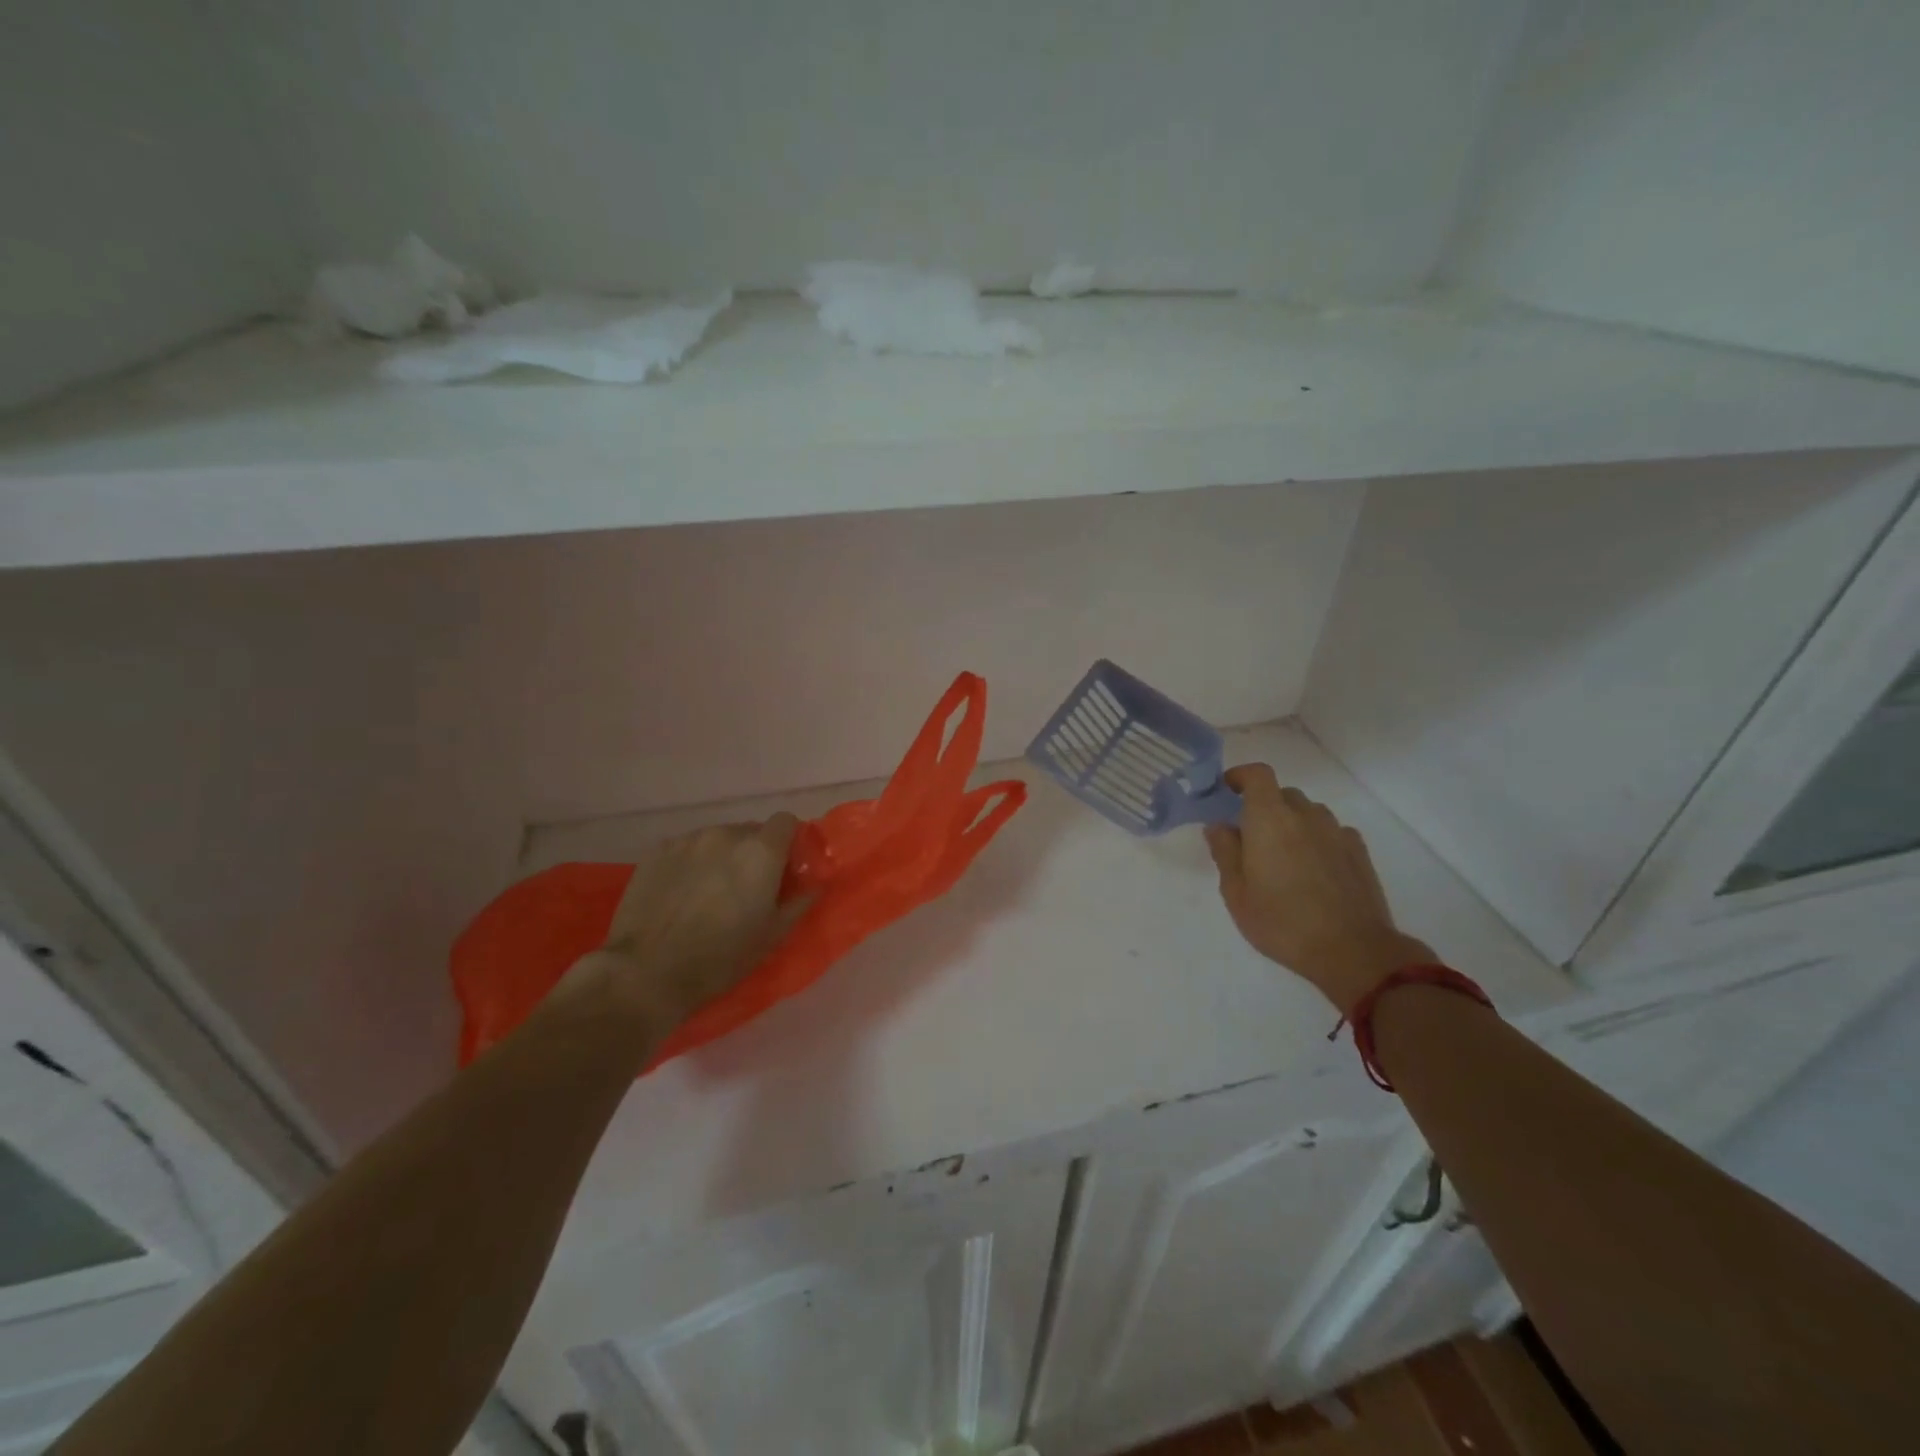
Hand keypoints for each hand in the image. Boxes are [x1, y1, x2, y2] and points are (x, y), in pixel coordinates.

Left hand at [557, 814, 805, 1028]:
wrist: (647, 972)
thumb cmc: (720, 958)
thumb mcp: (771, 936)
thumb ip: (798, 903)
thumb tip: (815, 885)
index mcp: (760, 852)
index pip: (785, 821)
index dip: (787, 841)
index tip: (783, 868)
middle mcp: (726, 834)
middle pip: (750, 831)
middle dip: (753, 852)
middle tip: (745, 887)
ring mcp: (688, 840)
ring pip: (716, 838)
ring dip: (720, 856)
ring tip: (708, 891)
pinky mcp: (657, 851)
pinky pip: (686, 848)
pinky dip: (690, 862)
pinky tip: (680, 892)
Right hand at [1204, 765, 1434, 1013]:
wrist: (1352, 950)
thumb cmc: (1281, 922)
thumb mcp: (1236, 893)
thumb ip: (1225, 852)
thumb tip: (1218, 826)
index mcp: (1269, 819)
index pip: (1257, 775)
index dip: (1240, 776)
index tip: (1226, 790)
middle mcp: (1305, 815)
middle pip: (1282, 794)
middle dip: (1263, 807)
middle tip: (1251, 838)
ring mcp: (1336, 832)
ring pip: (1308, 813)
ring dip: (1292, 823)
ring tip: (1284, 857)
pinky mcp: (1359, 851)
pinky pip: (1331, 832)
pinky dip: (1317, 839)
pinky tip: (1313, 870)